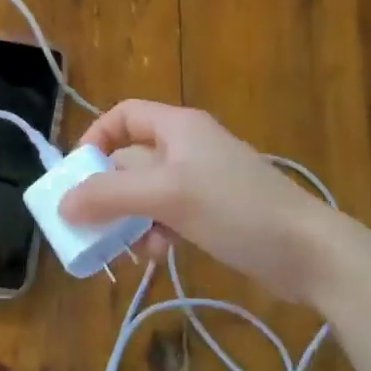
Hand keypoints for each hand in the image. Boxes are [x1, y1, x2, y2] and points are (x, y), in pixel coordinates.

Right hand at [59, 100, 350, 304]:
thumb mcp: (166, 196)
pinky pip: (170, 215)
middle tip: (88, 225)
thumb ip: (109, 197)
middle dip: (109, 192)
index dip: (95, 138)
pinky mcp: (215, 212)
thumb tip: (62, 204)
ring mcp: (203, 181)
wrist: (308, 252)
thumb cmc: (235, 208)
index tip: (76, 176)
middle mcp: (188, 147)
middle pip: (131, 160)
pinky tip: (159, 255)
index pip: (123, 115)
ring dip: (131, 219)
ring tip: (125, 248)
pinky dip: (157, 232)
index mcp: (178, 127)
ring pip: (148, 193)